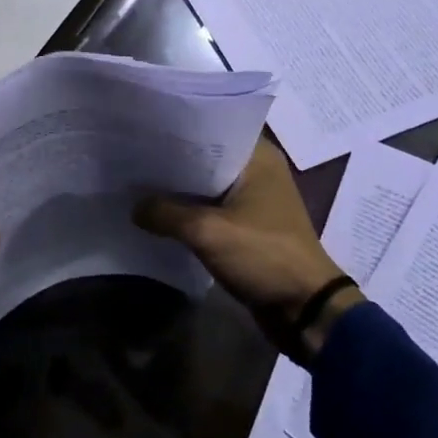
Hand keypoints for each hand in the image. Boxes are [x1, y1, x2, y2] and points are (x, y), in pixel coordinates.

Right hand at [135, 138, 360, 342]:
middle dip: (172, 159)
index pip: (211, 127)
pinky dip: (188, 210)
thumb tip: (133, 208)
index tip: (143, 128)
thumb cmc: (264, 256)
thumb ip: (165, 213)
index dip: (177, 128)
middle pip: (206, 156)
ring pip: (206, 184)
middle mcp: (258, 171)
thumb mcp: (207, 232)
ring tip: (138, 181)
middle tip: (133, 155)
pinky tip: (158, 212)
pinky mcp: (248, 226)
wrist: (305, 310)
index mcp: (258, 157)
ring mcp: (254, 199)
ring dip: (179, 188)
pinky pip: (210, 208)